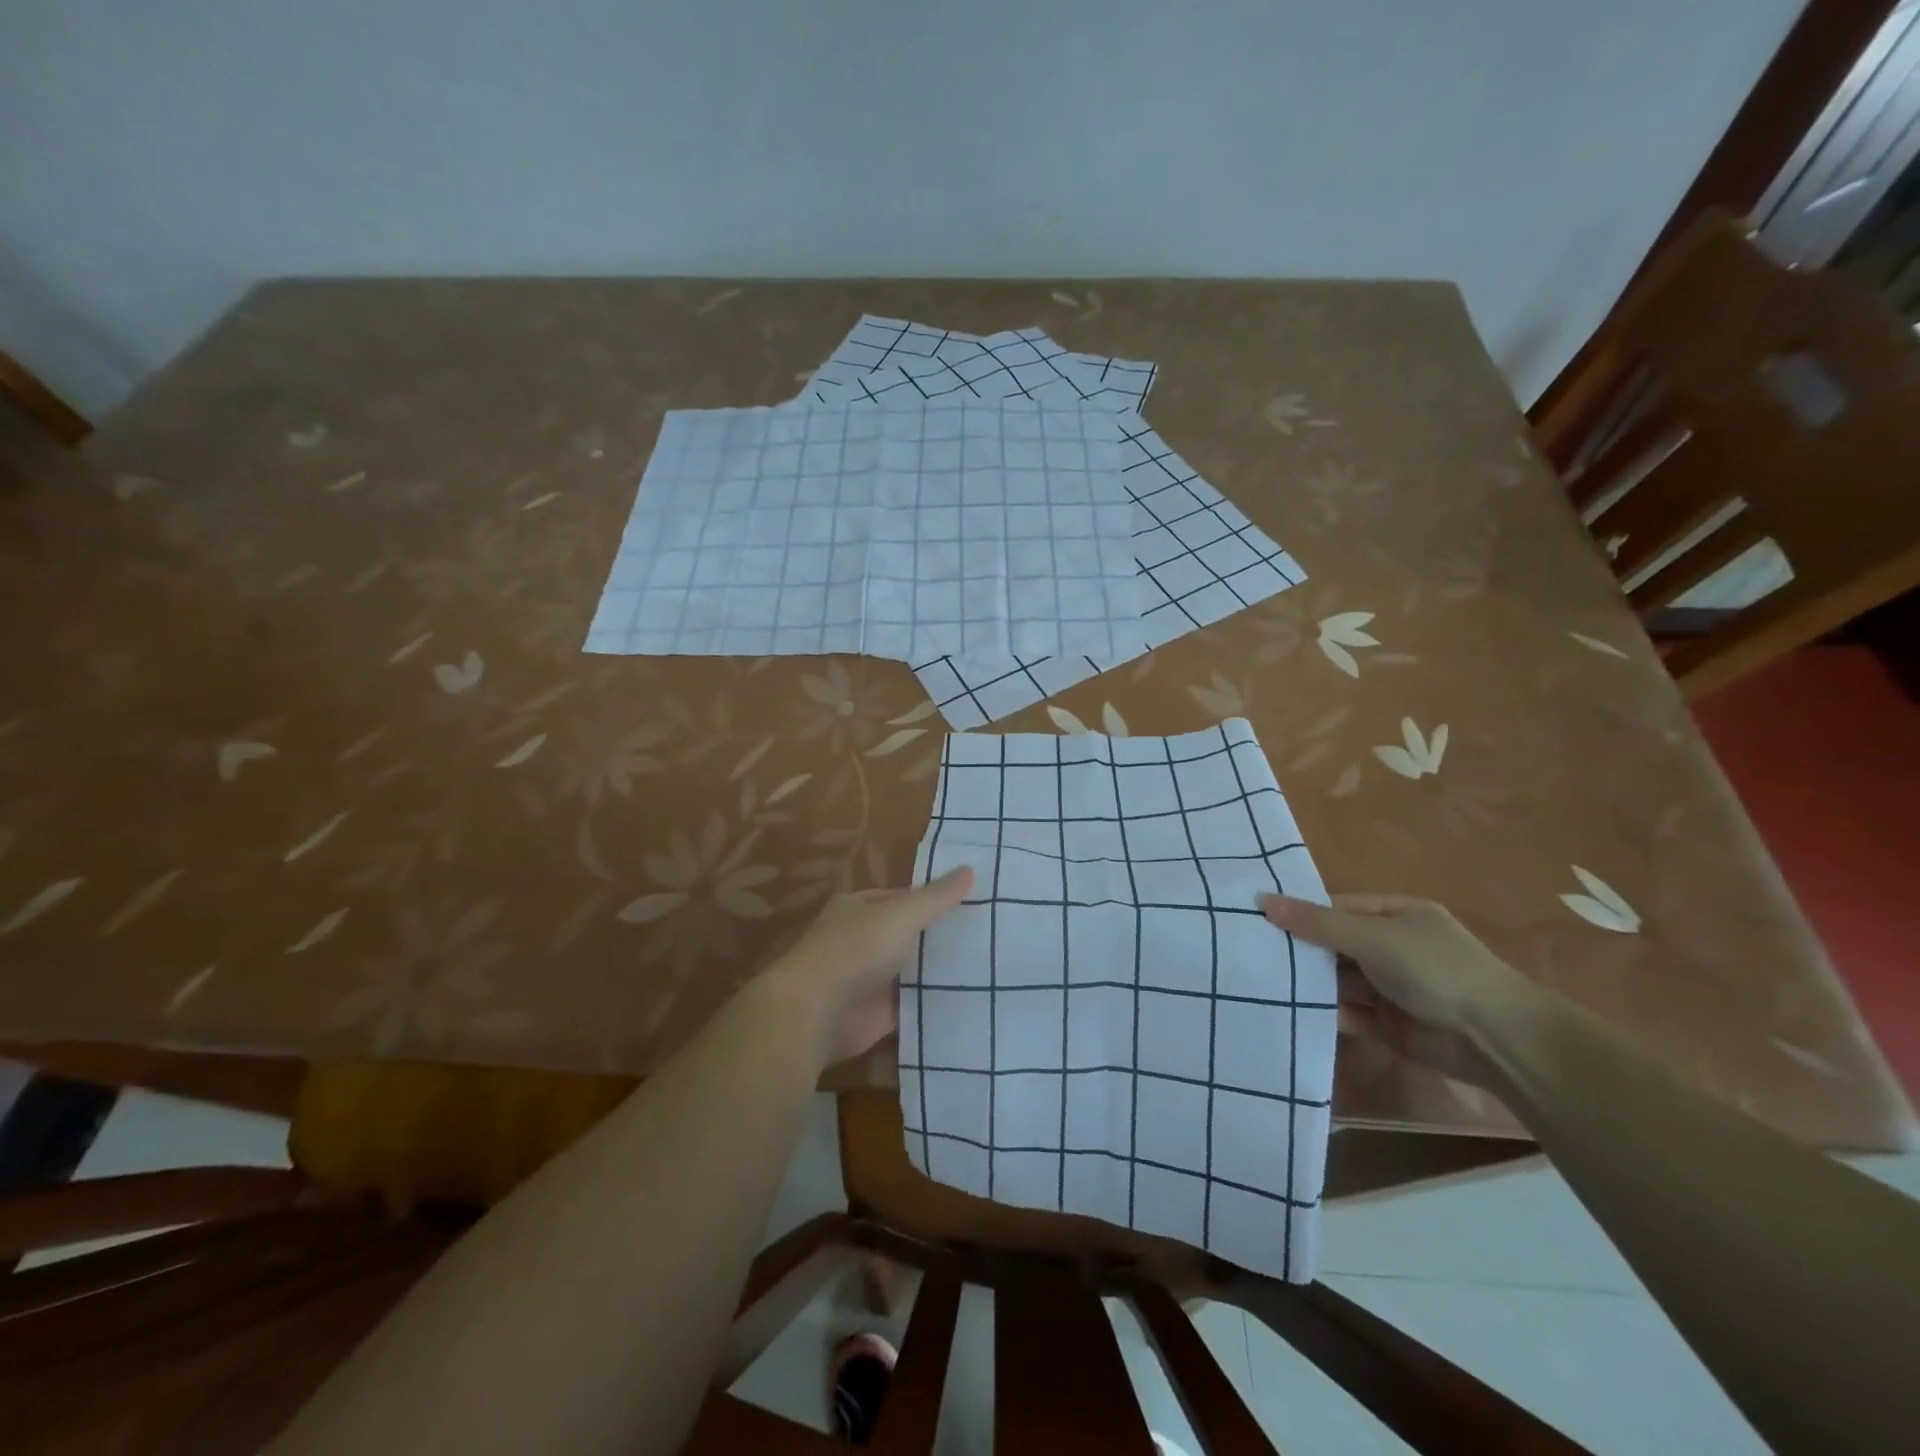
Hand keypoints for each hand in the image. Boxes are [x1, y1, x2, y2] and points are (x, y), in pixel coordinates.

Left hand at [763, 866, 974, 1064]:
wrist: (817, 1013)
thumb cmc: (856, 950)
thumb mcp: (901, 915)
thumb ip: (936, 898)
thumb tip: (970, 869)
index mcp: (860, 908)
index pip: (904, 898)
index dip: (936, 899)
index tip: (975, 902)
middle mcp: (863, 940)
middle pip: (910, 934)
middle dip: (942, 935)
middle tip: (991, 934)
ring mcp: (870, 978)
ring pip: (913, 970)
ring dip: (940, 970)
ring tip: (991, 965)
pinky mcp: (878, 1013)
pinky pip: (913, 1003)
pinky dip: (934, 1002)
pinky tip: (970, 997)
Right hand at [1261, 893, 1532, 1089]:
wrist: (1494, 1039)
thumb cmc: (1434, 969)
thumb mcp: (1372, 937)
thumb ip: (1316, 923)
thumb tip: (1263, 900)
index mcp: (1396, 915)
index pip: (1337, 907)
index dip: (1301, 911)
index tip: (1257, 917)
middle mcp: (1392, 947)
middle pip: (1334, 944)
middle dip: (1300, 949)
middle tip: (1249, 950)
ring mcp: (1391, 986)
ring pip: (1338, 979)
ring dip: (1309, 982)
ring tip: (1261, 980)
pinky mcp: (1387, 1024)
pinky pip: (1348, 1012)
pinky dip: (1325, 1012)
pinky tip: (1290, 1010)